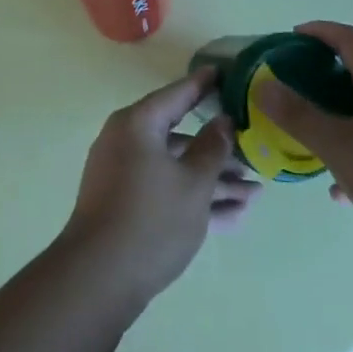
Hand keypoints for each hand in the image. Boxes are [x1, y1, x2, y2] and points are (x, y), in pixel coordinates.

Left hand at [62, 69, 261, 307]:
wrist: (98, 280)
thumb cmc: (151, 219)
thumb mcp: (194, 183)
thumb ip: (213, 148)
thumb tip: (223, 121)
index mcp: (138, 124)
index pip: (177, 95)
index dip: (203, 85)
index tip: (224, 72)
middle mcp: (127, 142)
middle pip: (180, 137)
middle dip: (219, 150)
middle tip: (254, 151)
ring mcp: (124, 175)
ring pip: (176, 168)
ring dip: (213, 181)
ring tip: (254, 193)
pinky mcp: (125, 205)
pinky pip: (166, 191)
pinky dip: (194, 199)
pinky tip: (233, 217)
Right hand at [255, 21, 352, 243]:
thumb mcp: (336, 146)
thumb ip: (298, 116)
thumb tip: (264, 86)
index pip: (347, 37)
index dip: (320, 31)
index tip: (295, 36)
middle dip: (338, 69)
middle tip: (311, 84)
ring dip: (351, 108)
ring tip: (324, 136)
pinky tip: (347, 183)